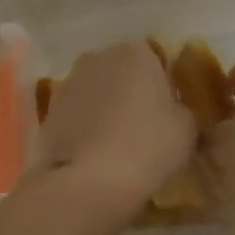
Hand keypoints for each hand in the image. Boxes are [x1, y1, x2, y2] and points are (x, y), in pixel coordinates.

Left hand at [34, 41, 194, 206]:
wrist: (87, 182)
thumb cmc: (146, 147)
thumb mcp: (187, 130)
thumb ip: (185, 113)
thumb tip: (178, 114)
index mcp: (136, 52)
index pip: (158, 61)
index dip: (165, 88)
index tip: (171, 115)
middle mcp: (97, 58)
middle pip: (122, 74)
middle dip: (133, 95)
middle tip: (146, 130)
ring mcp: (68, 84)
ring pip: (97, 94)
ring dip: (107, 112)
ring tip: (119, 147)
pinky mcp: (48, 113)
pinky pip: (77, 117)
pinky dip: (86, 130)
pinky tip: (96, 156)